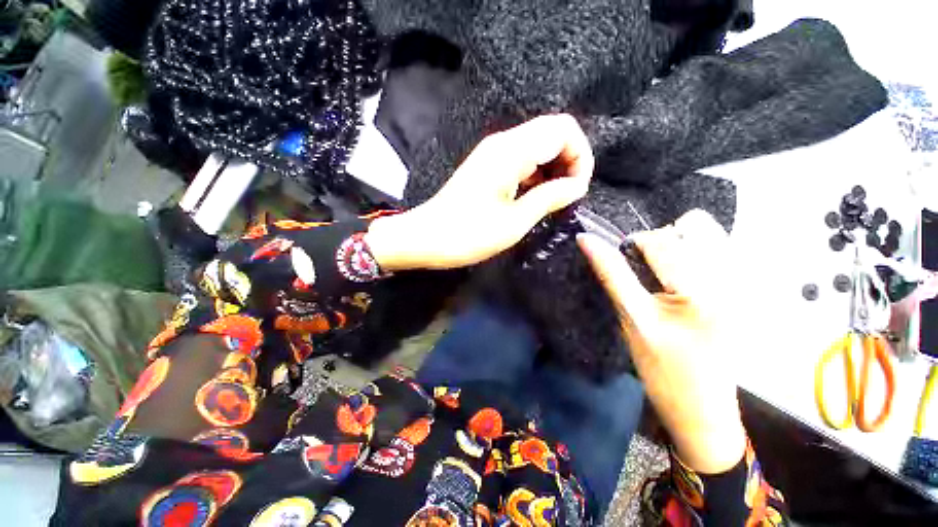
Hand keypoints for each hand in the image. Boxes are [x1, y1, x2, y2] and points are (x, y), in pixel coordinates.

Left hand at [366, 114, 593, 269]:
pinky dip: (537, 174)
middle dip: (570, 161)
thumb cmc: (468, 234)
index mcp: (511, 151)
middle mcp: (503, 143)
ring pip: (538, 146)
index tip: (578, 190)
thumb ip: (549, 198)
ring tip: (554, 200)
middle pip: (553, 133)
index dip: (580, 156)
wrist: (426, 238)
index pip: (563, 129)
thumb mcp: (514, 222)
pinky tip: (535, 196)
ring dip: (554, 168)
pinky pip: (523, 159)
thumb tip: (578, 186)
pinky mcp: (488, 166)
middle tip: (568, 195)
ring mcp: (493, 153)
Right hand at [578, 209, 747, 473]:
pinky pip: (718, 252)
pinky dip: (693, 255)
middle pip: (692, 226)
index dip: (633, 246)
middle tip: (647, 273)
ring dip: (677, 246)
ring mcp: (743, 285)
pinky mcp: (743, 292)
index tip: (624, 267)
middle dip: (659, 242)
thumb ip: (611, 275)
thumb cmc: (663, 371)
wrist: (703, 411)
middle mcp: (731, 279)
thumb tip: (586, 239)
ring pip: (708, 235)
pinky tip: (681, 282)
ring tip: (664, 275)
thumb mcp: (632, 320)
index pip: (661, 239)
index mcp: (701, 289)